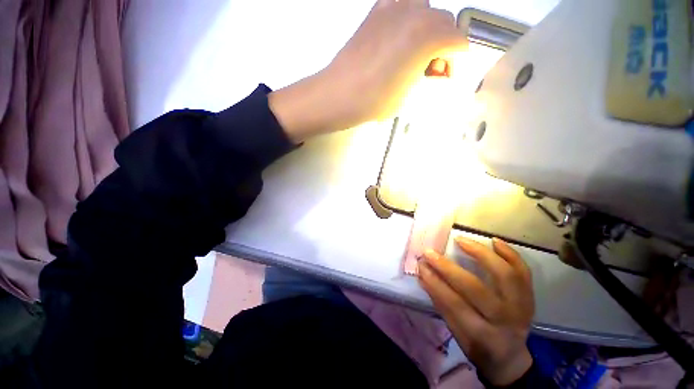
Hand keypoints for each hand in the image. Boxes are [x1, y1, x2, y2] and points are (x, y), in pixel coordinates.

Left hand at [269, 0, 464, 142]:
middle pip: (444, 21)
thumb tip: (437, 68)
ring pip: (426, 9)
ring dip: (427, 29)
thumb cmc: (376, 101)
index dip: (455, 61)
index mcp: (428, 35)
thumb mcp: (411, 94)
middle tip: (429, 69)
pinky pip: (403, 5)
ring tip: (414, 53)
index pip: (458, 40)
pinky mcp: (377, 10)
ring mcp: (394, 6)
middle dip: (443, 45)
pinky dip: (408, 19)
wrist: (341, 94)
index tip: (444, 76)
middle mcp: (415, 12)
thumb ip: (430, 76)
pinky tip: (398, 40)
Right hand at [419, 237, 534, 385]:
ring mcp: (521, 308)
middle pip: (477, 289)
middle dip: (448, 268)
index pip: (455, 304)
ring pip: (505, 276)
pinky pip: (524, 273)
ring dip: (481, 254)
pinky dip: (511, 254)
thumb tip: (423, 275)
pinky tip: (494, 241)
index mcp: (482, 335)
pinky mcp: (530, 297)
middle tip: (431, 252)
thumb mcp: (455, 332)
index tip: (421, 265)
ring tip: (461, 240)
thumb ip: (440, 302)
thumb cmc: (477, 346)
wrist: (510, 358)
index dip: (435, 283)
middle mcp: (505, 321)